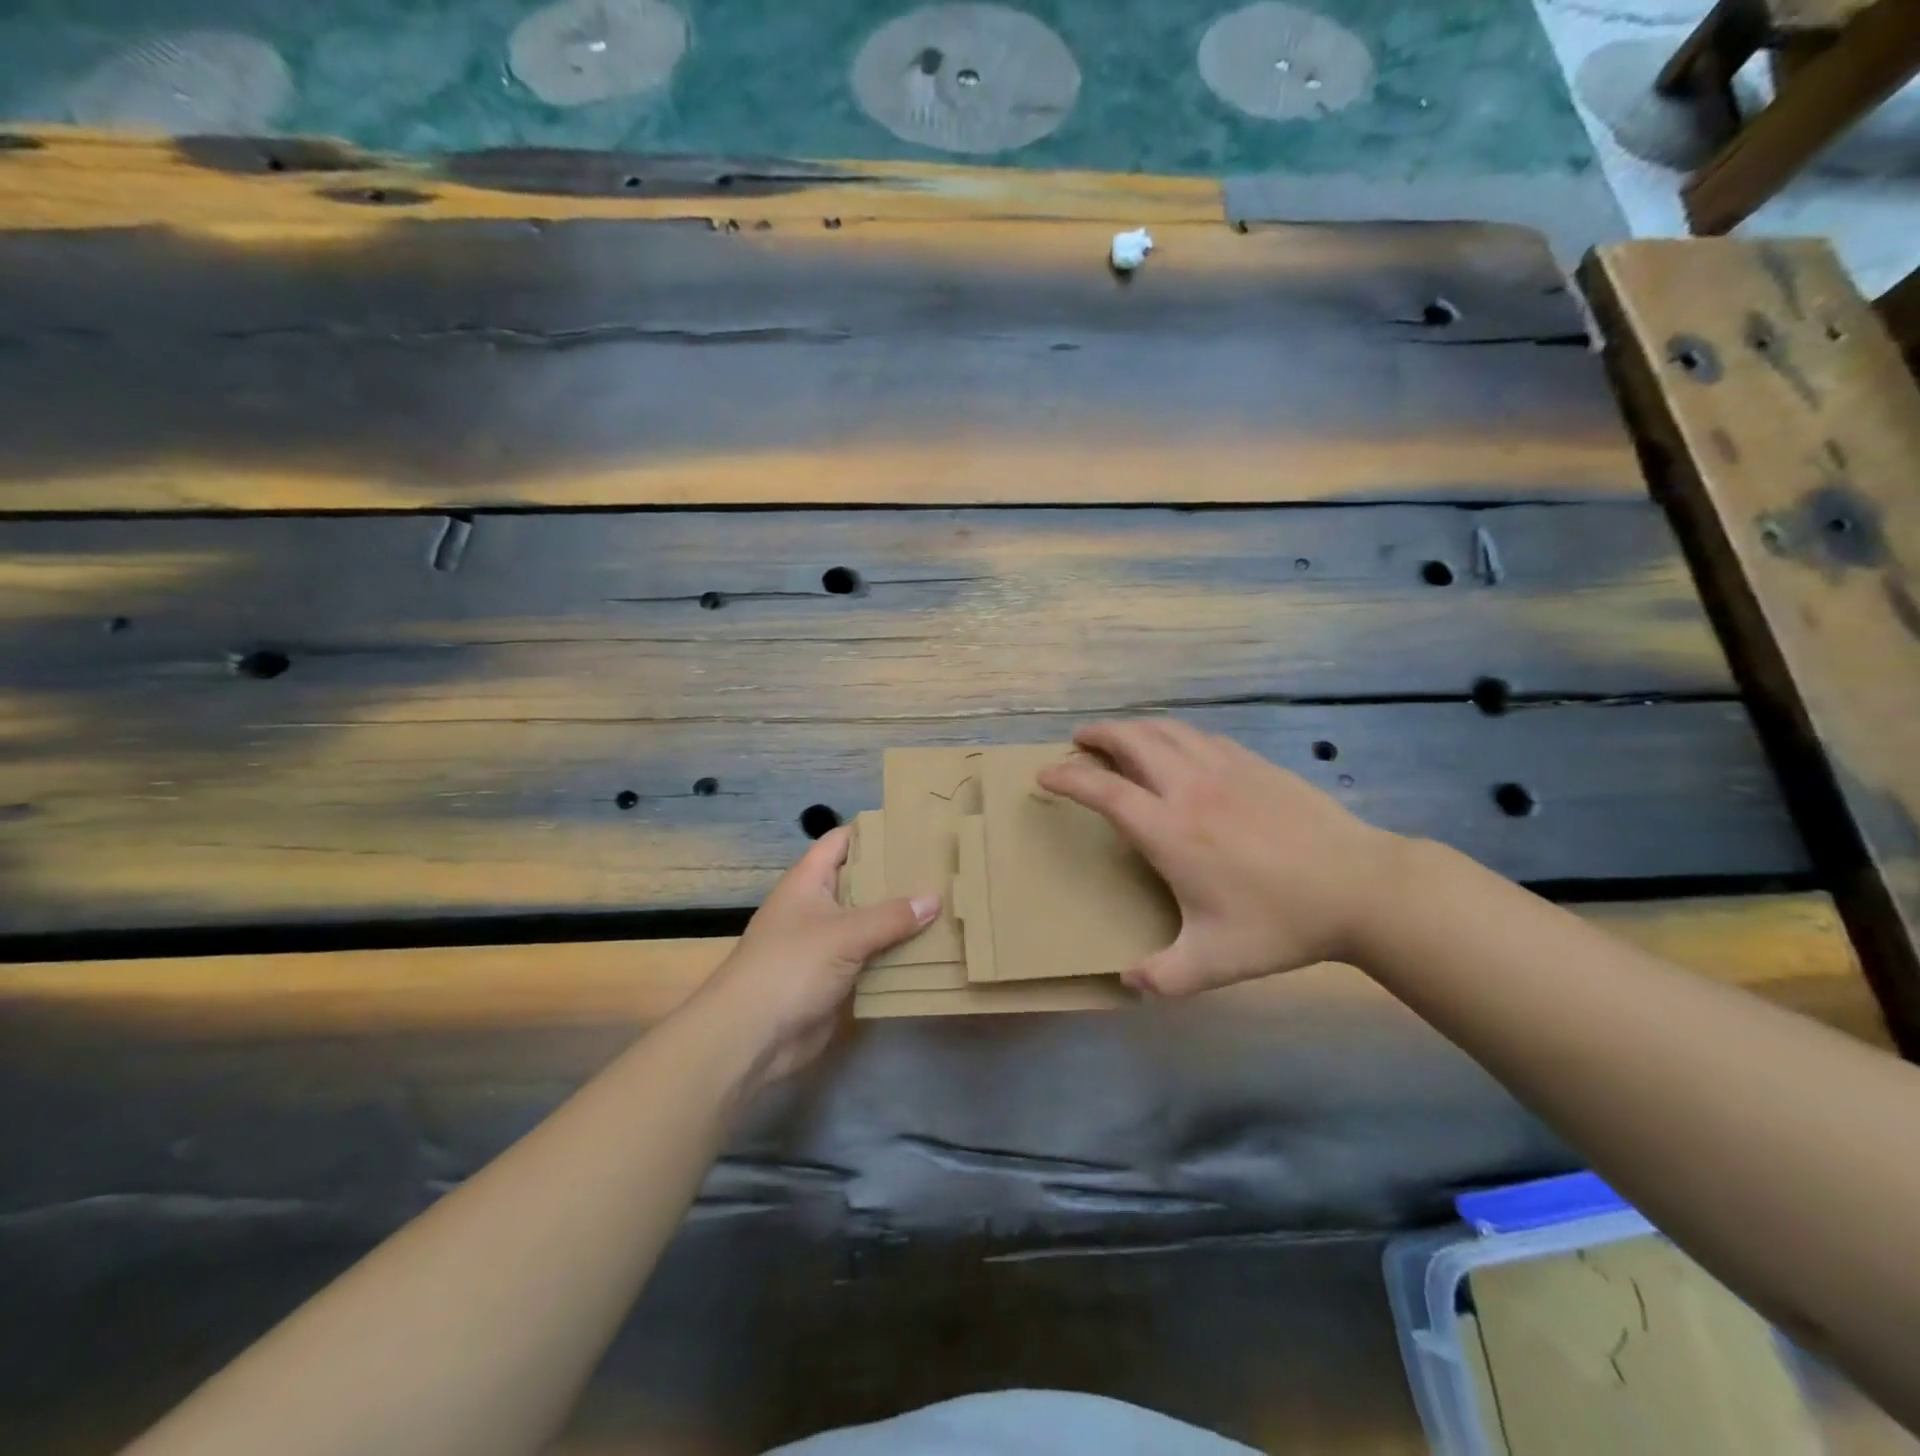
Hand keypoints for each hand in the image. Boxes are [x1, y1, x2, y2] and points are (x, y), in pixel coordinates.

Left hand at [693, 826, 936, 1089]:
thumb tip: (935, 898)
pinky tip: (933, 950)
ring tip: (949, 905)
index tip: (915, 826)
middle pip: (862, 882)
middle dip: (898, 877)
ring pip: (871, 922)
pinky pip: (873, 958)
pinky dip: (897, 955)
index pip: (842, 840)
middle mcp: (818, 906)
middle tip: (943, 868)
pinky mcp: (837, 978)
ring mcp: (827, 944)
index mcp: (809, 881)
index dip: (874, 830)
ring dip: (902, 920)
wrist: (752, 1037)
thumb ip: (891, 916)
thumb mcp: (844, 934)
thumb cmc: (791, 967)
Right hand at [1037, 720, 1406, 996]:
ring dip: (1133, 728)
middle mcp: (1189, 787)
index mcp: (1170, 831)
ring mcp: (1225, 769)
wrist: (1362, 888)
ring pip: (1166, 730)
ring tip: (1118, 737)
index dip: (1067, 778)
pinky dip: (1173, 733)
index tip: (1045, 776)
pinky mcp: (1254, 763)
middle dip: (1097, 735)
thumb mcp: (1216, 963)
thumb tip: (1128, 982)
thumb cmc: (1282, 923)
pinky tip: (1176, 747)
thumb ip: (1164, 977)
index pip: (1103, 790)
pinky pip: (1200, 736)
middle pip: (1131, 741)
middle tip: (1078, 742)